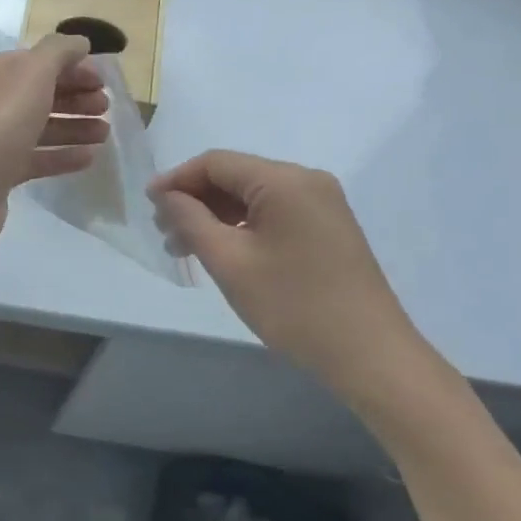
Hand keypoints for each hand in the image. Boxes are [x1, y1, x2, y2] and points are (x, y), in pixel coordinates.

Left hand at [0, 35, 110, 260]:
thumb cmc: (0, 120)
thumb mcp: (33, 72)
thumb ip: (59, 51)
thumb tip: (79, 42)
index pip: (36, 61)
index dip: (71, 67)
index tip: (102, 81)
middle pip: (39, 93)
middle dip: (75, 97)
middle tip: (106, 107)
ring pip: (40, 126)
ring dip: (74, 126)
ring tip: (105, 133)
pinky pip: (36, 158)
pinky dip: (62, 155)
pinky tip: (89, 158)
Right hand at [149, 151, 435, 408]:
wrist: (373, 358)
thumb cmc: (295, 307)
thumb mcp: (230, 262)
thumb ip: (191, 220)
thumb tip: (166, 195)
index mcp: (284, 180)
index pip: (216, 163)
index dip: (177, 180)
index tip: (148, 205)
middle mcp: (306, 180)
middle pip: (235, 176)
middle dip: (196, 200)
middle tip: (165, 234)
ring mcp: (323, 203)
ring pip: (254, 196)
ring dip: (217, 216)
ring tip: (186, 249)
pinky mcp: (329, 227)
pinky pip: (275, 212)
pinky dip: (244, 226)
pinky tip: (224, 252)